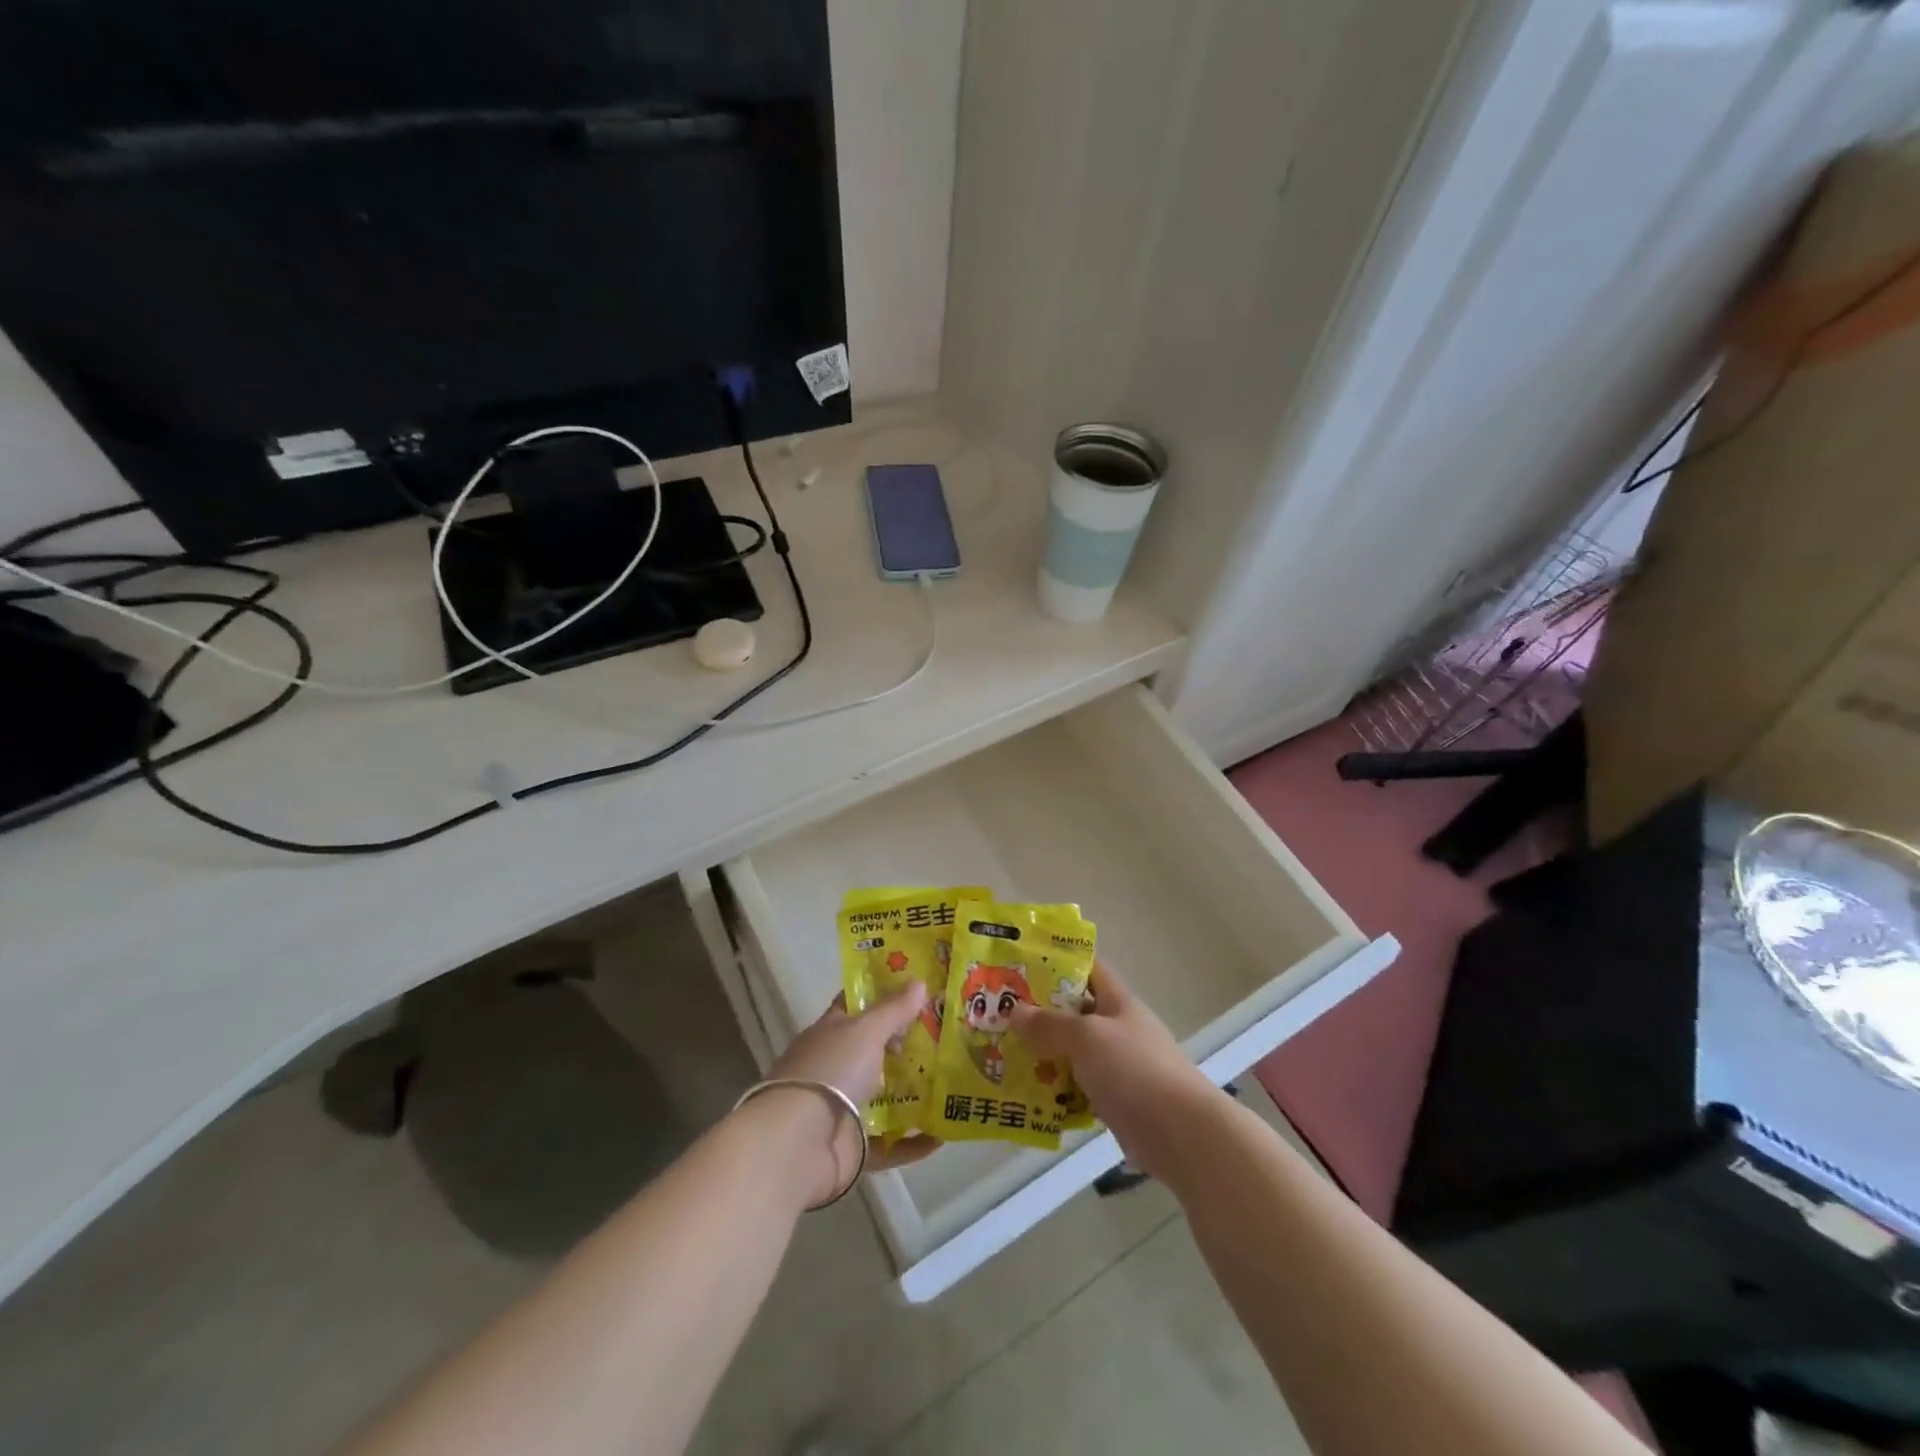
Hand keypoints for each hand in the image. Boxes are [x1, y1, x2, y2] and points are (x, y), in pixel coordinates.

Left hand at [754, 983, 940, 1207]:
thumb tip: (919, 982)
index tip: (915, 989)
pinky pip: (889, 1145)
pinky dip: (912, 1144)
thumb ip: (893, 1009)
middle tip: (945, 1038)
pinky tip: (941, 1138)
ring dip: (912, 1095)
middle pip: (873, 1052)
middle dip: (905, 1046)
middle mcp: (834, 1068)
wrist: (798, 1143)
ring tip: (949, 1084)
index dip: (881, 995)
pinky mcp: (852, 1148)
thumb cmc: (831, 1070)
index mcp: (829, 1034)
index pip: (854, 1006)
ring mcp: (841, 1109)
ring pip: (882, 1098)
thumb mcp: (865, 1030)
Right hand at [1008, 962, 1219, 1178]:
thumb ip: (1050, 1025)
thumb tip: (1016, 1012)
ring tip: (1004, 1055)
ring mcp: (1119, 1067)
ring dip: (1044, 1055)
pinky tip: (1028, 1096)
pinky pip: (1079, 1088)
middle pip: (1075, 1012)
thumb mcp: (1086, 1038)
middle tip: (999, 1014)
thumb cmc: (1135, 1071)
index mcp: (1118, 1002)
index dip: (1058, 962)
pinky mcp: (1117, 1102)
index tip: (1021, 966)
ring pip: (1074, 1053)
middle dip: (1040, 1013)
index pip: (1088, 969)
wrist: (1182, 1135)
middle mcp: (1119, 1029)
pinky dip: (1057, 1091)